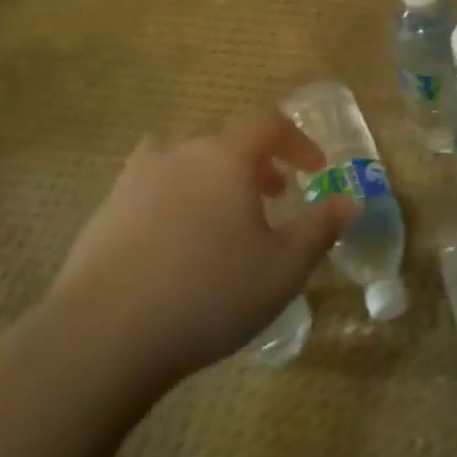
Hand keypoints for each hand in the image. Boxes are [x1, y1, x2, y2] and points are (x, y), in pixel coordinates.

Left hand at [50, 109, 356, 383]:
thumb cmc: (210, 292)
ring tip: (223, 216)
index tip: (316, 170)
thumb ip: (321, 227)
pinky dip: (175, 200)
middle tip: (273, 196)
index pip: (269, 124)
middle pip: (224, 139)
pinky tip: (176, 243)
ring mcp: (136, 179)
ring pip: (183, 159)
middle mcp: (179, 153)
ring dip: (212, 176)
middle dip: (256, 162)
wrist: (105, 333)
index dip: (298, 141)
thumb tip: (350, 202)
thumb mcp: (284, 267)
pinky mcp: (106, 211)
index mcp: (225, 156)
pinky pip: (151, 188)